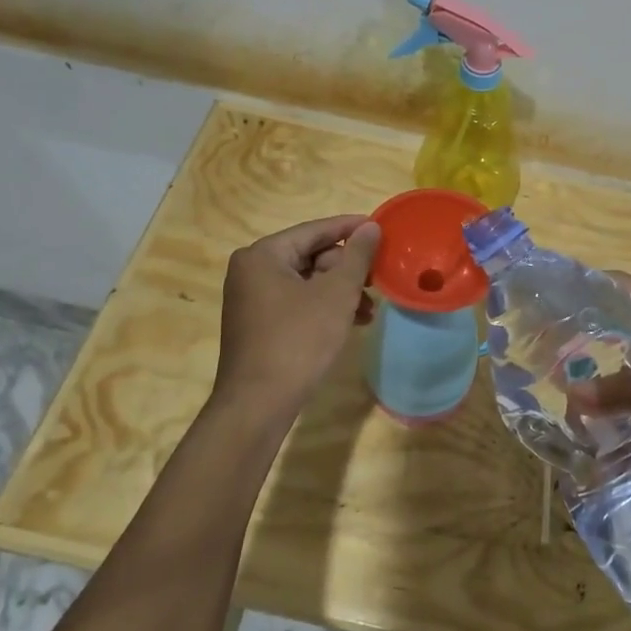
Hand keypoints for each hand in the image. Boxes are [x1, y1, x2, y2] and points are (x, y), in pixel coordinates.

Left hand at [212, 215, 381, 418]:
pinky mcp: (257, 323)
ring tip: (369, 310)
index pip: (315, 230)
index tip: (380, 228)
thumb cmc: (299, 340)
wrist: (258, 403)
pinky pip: (296, 302)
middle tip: (376, 280)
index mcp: (263, 254)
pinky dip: (323, 307)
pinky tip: (350, 322)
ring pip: (306, 281)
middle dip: (346, 269)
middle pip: (310, 255)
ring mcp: (251, 298)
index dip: (350, 228)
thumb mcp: (336, 294)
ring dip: (339, 291)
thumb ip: (357, 256)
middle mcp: (251, 270)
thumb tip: (371, 226)